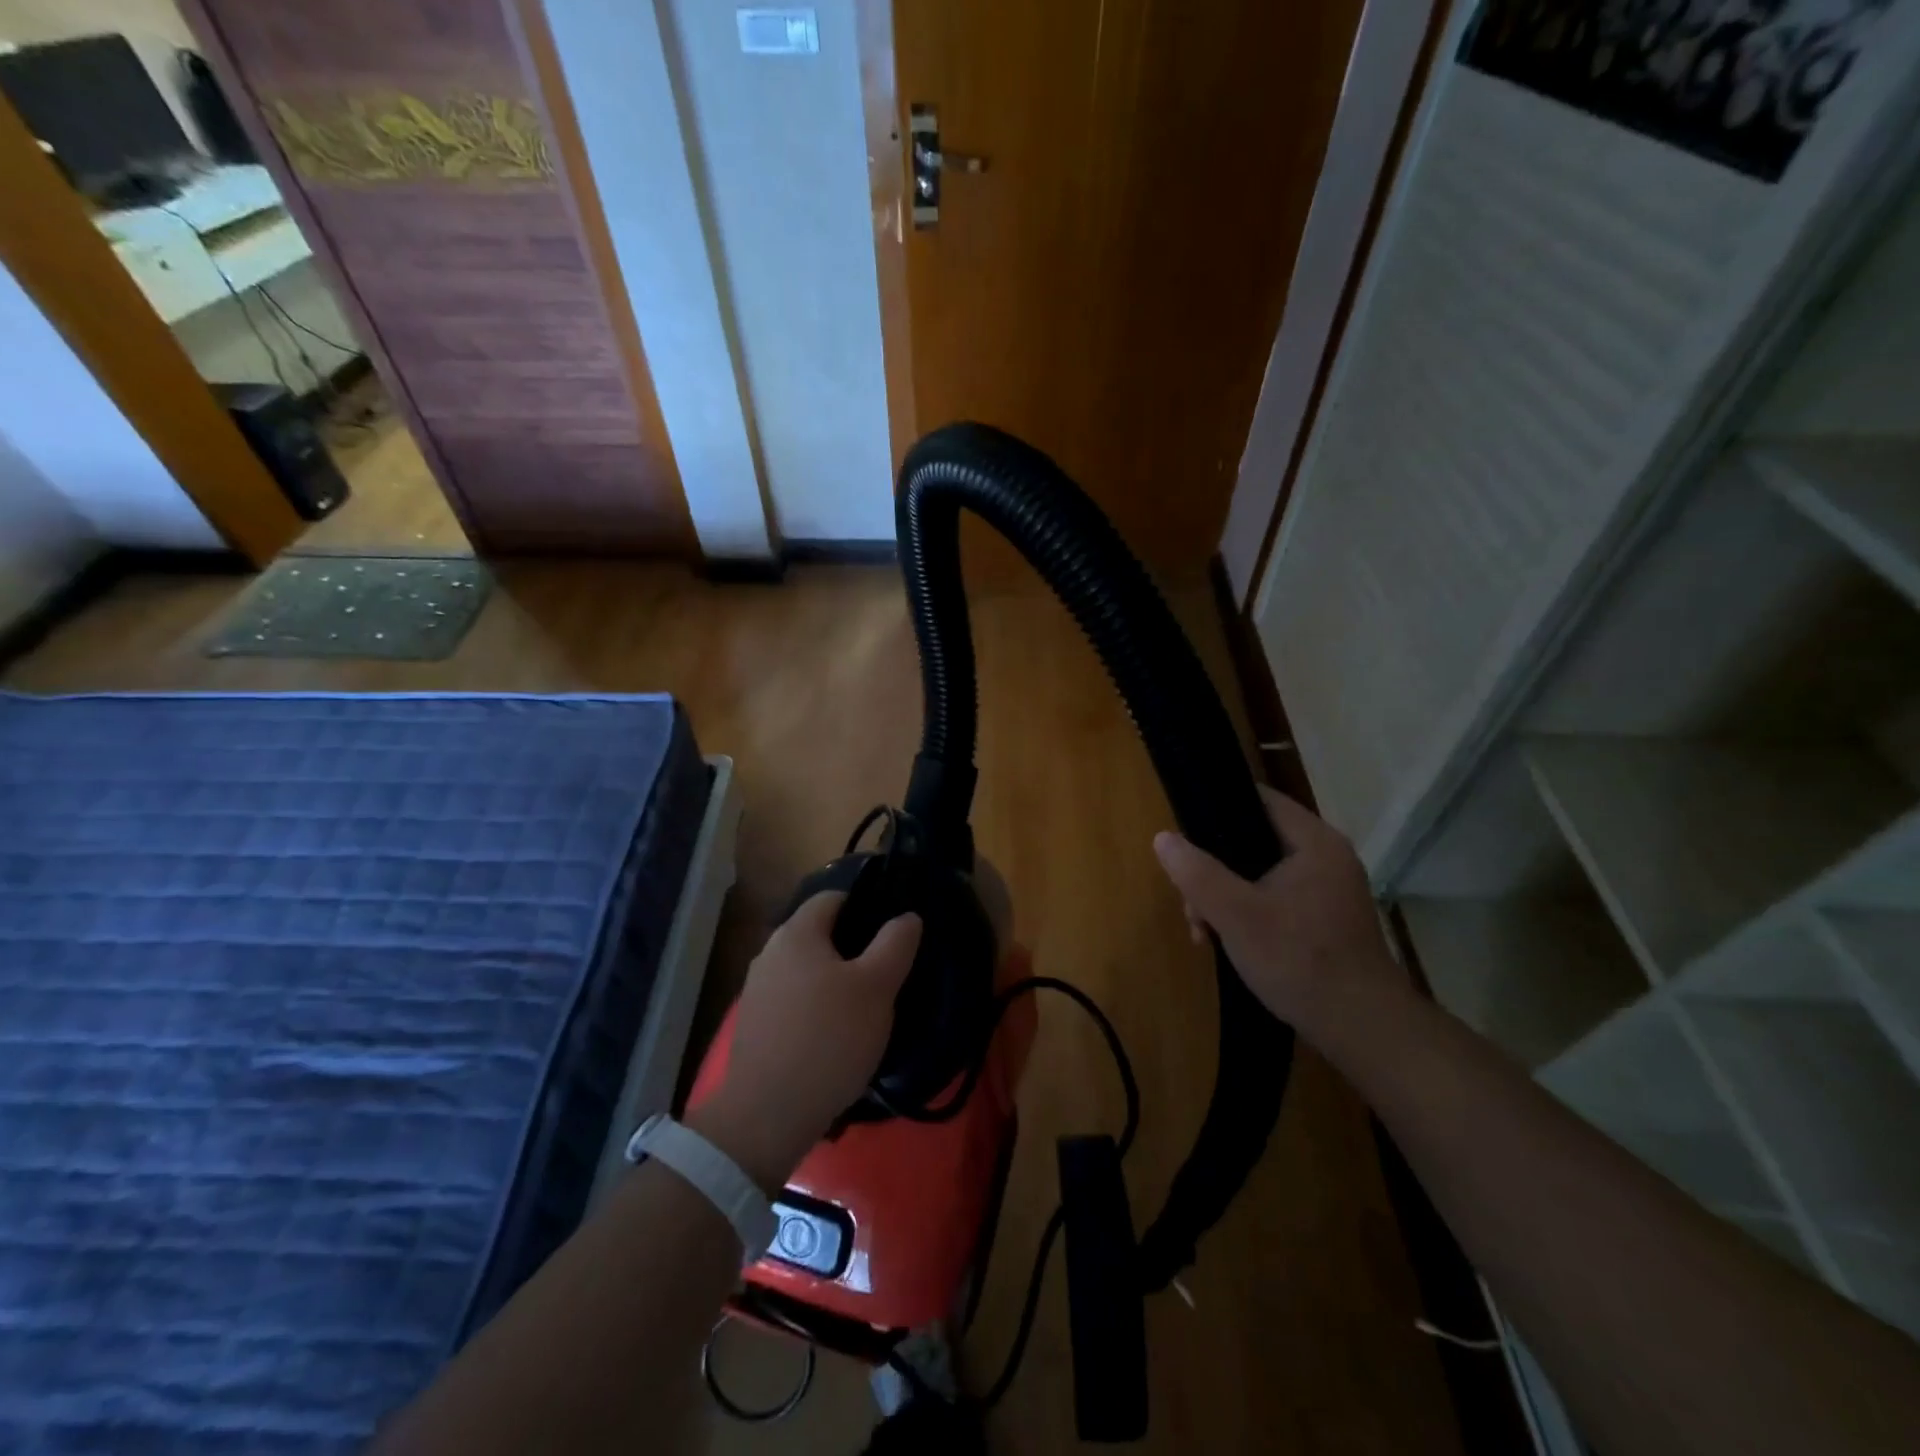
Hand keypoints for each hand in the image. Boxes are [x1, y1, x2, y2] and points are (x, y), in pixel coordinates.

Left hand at [690, 892, 921, 1190]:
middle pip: (819, 935)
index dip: (867, 906)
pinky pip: (794, 1001)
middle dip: (853, 948)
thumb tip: (907, 917)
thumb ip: (895, 944)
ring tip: (866, 1008)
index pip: (834, 898)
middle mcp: (770, 953)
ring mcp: (757, 991)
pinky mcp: (754, 1026)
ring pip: (807, 970)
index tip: (893, 933)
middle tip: (887, 973)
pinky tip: (836, 1036)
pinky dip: (816, 1008)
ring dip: (835, 981)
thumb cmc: (829, 1038)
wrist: (767, 1115)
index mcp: (796, 933)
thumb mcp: (877, 987)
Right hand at [1152, 787, 1404, 1033]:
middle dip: (1212, 872)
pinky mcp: (1325, 920)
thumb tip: (1163, 838)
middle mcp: (1326, 857)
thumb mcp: (1235, 914)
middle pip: (1252, 841)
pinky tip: (1227, 943)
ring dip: (1224, 899)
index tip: (1185, 835)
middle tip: (1191, 907)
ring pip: (1258, 875)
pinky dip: (1247, 915)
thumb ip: (1197, 873)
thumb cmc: (1299, 959)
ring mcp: (1328, 890)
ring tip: (1203, 934)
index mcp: (1313, 842)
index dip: (1216, 809)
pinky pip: (1274, 900)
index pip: (1258, 799)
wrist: (1362, 1029)